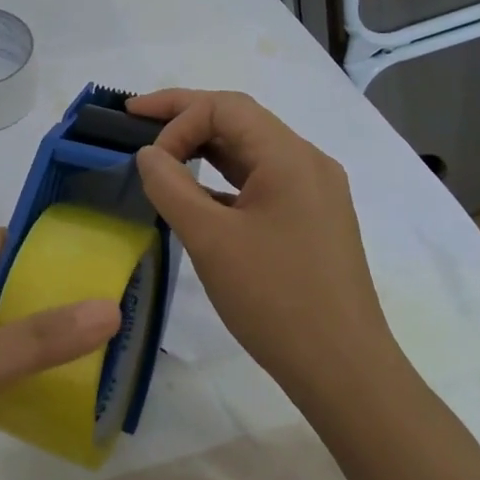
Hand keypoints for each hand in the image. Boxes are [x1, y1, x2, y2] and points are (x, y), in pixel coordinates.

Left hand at [0, 228, 119, 479]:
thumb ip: (39, 338)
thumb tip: (112, 306)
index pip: (5, 243)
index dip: (50, 239)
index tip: (106, 245)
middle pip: (14, 289)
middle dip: (63, 293)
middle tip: (129, 299)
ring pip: (12, 336)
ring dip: (54, 339)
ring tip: (119, 343)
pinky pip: (5, 377)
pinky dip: (36, 378)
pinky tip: (78, 388)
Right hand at [128, 89, 401, 402]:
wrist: (344, 371)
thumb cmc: (275, 299)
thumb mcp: (210, 240)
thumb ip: (171, 186)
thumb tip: (147, 153)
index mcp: (290, 157)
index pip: (225, 108)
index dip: (177, 118)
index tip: (146, 158)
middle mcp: (307, 162)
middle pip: (239, 119)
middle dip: (185, 117)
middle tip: (135, 117)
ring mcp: (313, 192)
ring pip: (250, 149)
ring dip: (204, 145)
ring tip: (160, 151)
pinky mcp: (311, 219)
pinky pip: (260, 180)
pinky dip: (223, 177)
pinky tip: (196, 195)